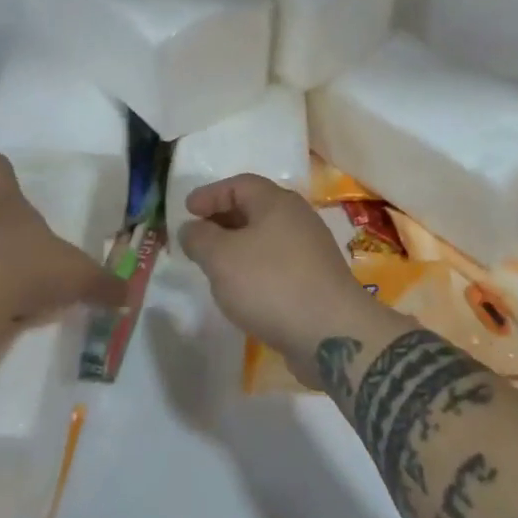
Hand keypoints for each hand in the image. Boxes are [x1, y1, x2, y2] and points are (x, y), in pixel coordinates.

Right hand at [178, 174, 385, 380]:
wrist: (331, 333)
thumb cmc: (271, 284)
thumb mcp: (222, 258)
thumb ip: (200, 238)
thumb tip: (191, 228)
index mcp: (277, 202)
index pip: (239, 184)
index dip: (210, 194)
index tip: (187, 210)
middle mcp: (298, 218)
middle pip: (255, 208)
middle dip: (223, 219)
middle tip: (197, 236)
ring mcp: (311, 249)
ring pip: (266, 237)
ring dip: (238, 245)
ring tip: (215, 264)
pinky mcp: (316, 279)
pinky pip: (277, 262)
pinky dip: (255, 267)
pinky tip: (242, 289)